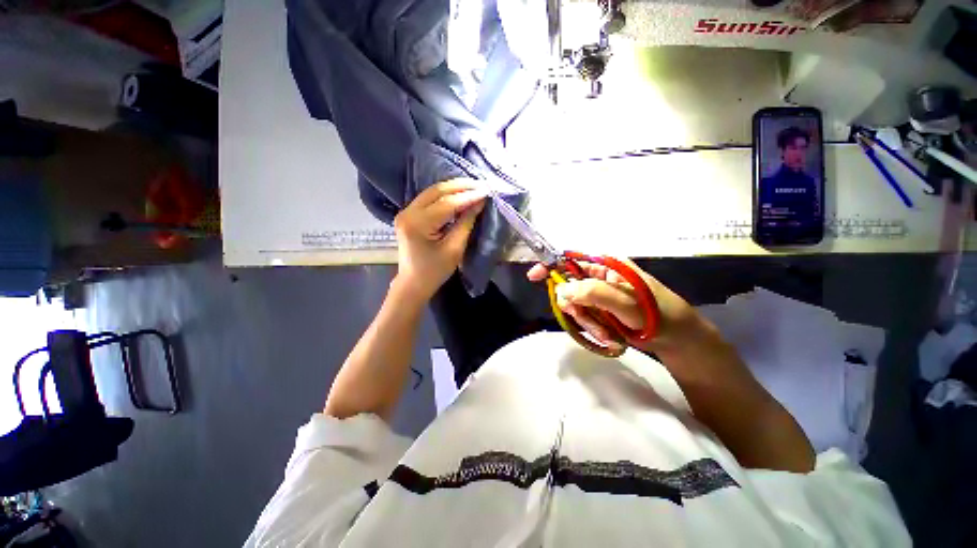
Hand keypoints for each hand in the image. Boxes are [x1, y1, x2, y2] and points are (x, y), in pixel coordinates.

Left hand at [393, 179, 486, 303]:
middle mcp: (407, 213)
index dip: (468, 196)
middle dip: (461, 186)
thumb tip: (479, 203)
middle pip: (437, 191)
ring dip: (454, 188)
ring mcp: (406, 212)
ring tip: (474, 187)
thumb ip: (466, 223)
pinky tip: (459, 194)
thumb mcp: (454, 249)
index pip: (446, 204)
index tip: (486, 191)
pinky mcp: (409, 214)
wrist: (413, 283)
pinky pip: (429, 198)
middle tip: (481, 184)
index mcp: (417, 225)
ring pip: (432, 192)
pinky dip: (446, 195)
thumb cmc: (435, 271)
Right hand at [527, 258, 708, 352]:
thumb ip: (593, 293)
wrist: (678, 339)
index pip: (571, 259)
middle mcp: (600, 277)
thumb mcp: (626, 303)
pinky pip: (584, 317)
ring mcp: (599, 295)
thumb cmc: (657, 314)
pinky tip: (609, 336)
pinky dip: (593, 328)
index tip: (533, 277)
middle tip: (590, 322)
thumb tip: (560, 291)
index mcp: (606, 265)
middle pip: (569, 287)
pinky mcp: (600, 310)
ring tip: (607, 334)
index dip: (551, 265)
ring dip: (587, 322)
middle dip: (576, 307)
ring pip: (575, 305)